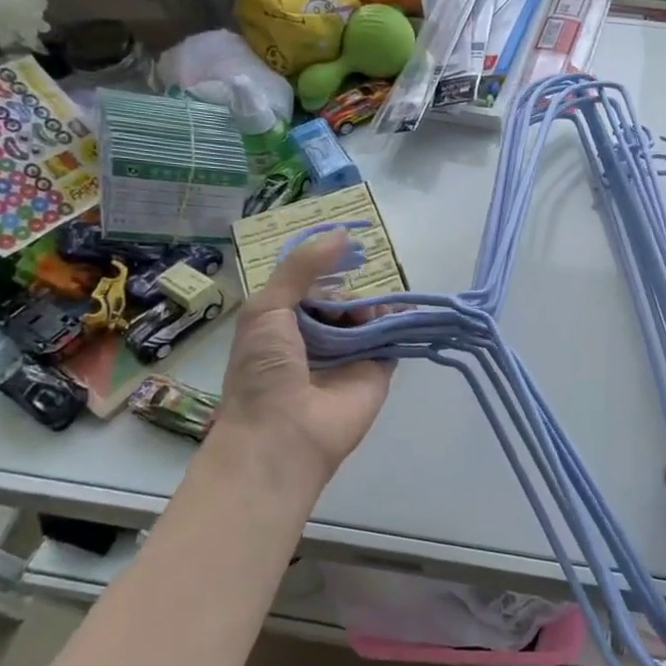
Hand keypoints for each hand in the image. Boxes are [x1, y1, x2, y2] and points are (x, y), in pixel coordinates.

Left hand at [211, 233, 393, 487]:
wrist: (284, 433)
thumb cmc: (264, 370)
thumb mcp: (268, 308)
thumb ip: (301, 268)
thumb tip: (343, 232)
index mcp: (283, 324)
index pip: (310, 287)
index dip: (323, 270)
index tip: (342, 251)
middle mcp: (317, 337)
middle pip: (342, 299)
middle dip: (349, 290)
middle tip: (351, 296)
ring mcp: (349, 355)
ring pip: (368, 315)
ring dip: (371, 305)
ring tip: (365, 313)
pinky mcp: (377, 371)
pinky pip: (391, 339)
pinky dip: (398, 323)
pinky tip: (401, 312)